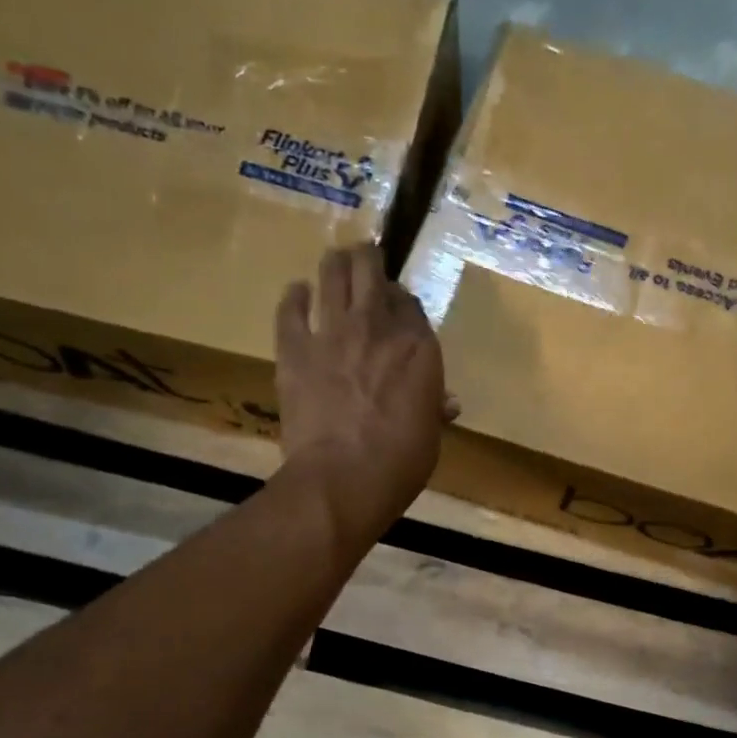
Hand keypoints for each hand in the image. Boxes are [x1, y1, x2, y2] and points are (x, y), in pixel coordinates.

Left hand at [274, 244, 458, 540]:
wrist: (344, 478)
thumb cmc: (400, 464)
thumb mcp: (430, 436)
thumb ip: (433, 408)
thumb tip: (446, 403)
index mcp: (418, 348)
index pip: (410, 304)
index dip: (402, 301)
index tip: (398, 307)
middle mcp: (378, 327)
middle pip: (372, 271)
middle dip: (369, 260)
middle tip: (366, 259)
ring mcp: (333, 333)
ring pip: (332, 274)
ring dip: (335, 264)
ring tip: (336, 262)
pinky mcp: (294, 348)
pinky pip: (290, 308)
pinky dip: (294, 296)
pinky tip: (298, 292)